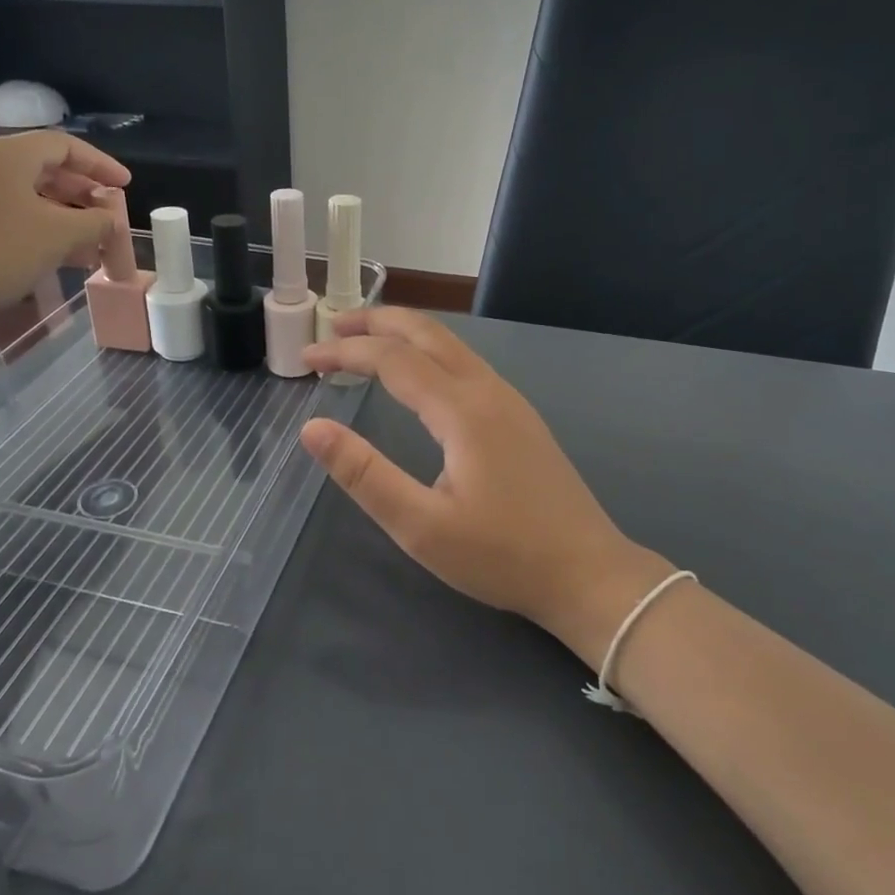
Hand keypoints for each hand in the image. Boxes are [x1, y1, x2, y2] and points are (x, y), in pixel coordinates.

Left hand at [0, 130, 129, 331]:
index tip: (125, 186)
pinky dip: (37, 224)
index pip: (64, 145)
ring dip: (63, 214)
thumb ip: (94, 222)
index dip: (100, 165)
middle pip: (45, 167)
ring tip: (90, 242)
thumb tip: (111, 219)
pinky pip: (8, 209)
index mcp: (7, 154)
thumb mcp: (58, 236)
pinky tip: (56, 251)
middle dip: (83, 193)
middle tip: (109, 216)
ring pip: (27, 192)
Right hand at [301, 308, 673, 664]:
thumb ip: (364, 475)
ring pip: (451, 345)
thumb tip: (313, 429)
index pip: (392, 359)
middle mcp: (488, 390)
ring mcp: (510, 401)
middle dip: (376, 321)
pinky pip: (466, 364)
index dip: (345, 352)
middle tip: (332, 326)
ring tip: (365, 341)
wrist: (587, 573)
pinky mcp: (520, 417)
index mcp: (462, 410)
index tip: (306, 358)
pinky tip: (418, 375)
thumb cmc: (501, 556)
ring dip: (404, 333)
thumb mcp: (421, 526)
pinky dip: (429, 352)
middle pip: (427, 332)